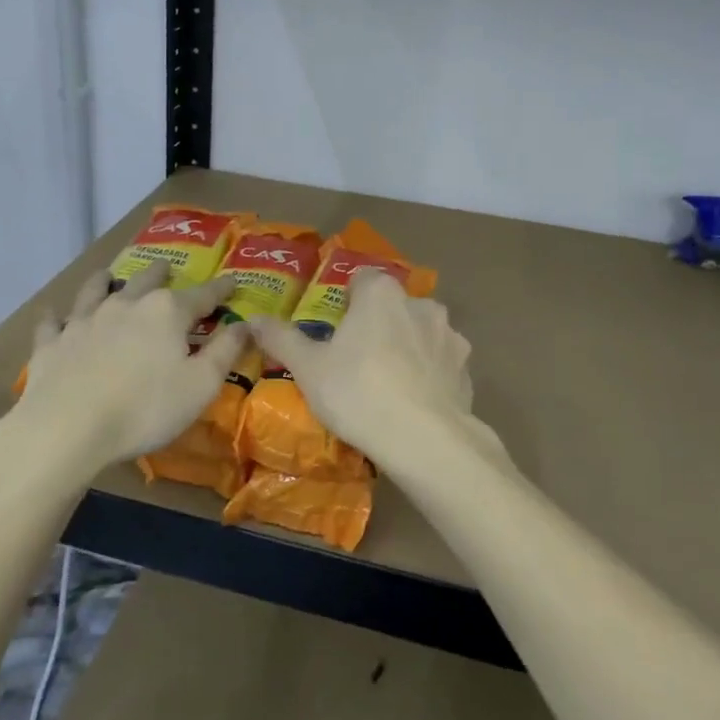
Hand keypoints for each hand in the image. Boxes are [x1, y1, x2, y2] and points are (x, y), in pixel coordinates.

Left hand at [17, 261, 246, 465]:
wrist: (67, 428)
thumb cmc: (146, 408)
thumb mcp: (201, 385)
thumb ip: (225, 351)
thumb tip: (246, 323)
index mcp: (166, 312)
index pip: (202, 295)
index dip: (220, 290)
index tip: (232, 282)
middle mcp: (126, 305)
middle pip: (146, 281)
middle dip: (160, 273)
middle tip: (166, 266)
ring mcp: (84, 321)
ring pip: (95, 291)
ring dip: (105, 281)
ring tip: (108, 275)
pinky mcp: (52, 344)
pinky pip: (53, 323)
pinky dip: (55, 317)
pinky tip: (53, 315)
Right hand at [249, 269, 503, 476]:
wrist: (425, 440)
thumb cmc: (358, 392)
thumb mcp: (309, 368)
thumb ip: (281, 338)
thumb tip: (253, 319)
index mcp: (381, 294)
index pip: (362, 279)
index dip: (347, 300)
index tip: (336, 328)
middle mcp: (420, 304)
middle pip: (393, 305)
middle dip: (378, 324)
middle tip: (357, 359)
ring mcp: (449, 336)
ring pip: (420, 332)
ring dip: (407, 347)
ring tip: (388, 383)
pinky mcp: (466, 368)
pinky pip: (440, 362)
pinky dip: (428, 373)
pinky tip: (414, 402)